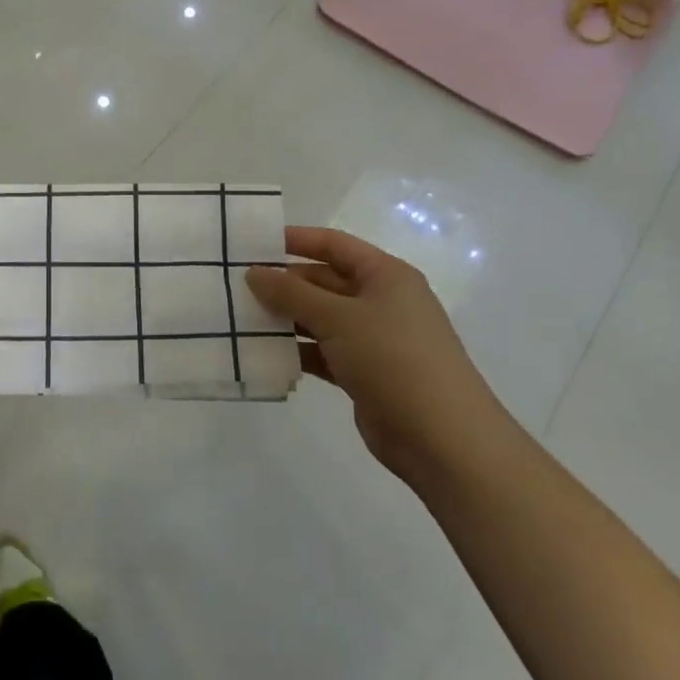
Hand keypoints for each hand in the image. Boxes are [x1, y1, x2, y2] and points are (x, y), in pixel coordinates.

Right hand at [245, 227, 512, 487]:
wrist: (442, 438)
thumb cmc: (393, 358)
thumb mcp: (338, 318)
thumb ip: (291, 294)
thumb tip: (254, 272)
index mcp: (385, 276)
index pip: (334, 245)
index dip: (296, 240)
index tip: (254, 244)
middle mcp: (381, 302)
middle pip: (324, 282)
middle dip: (284, 284)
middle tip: (236, 286)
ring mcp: (374, 340)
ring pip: (320, 319)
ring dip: (286, 319)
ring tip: (241, 319)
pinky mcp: (364, 373)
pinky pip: (322, 352)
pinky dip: (297, 352)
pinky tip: (264, 354)